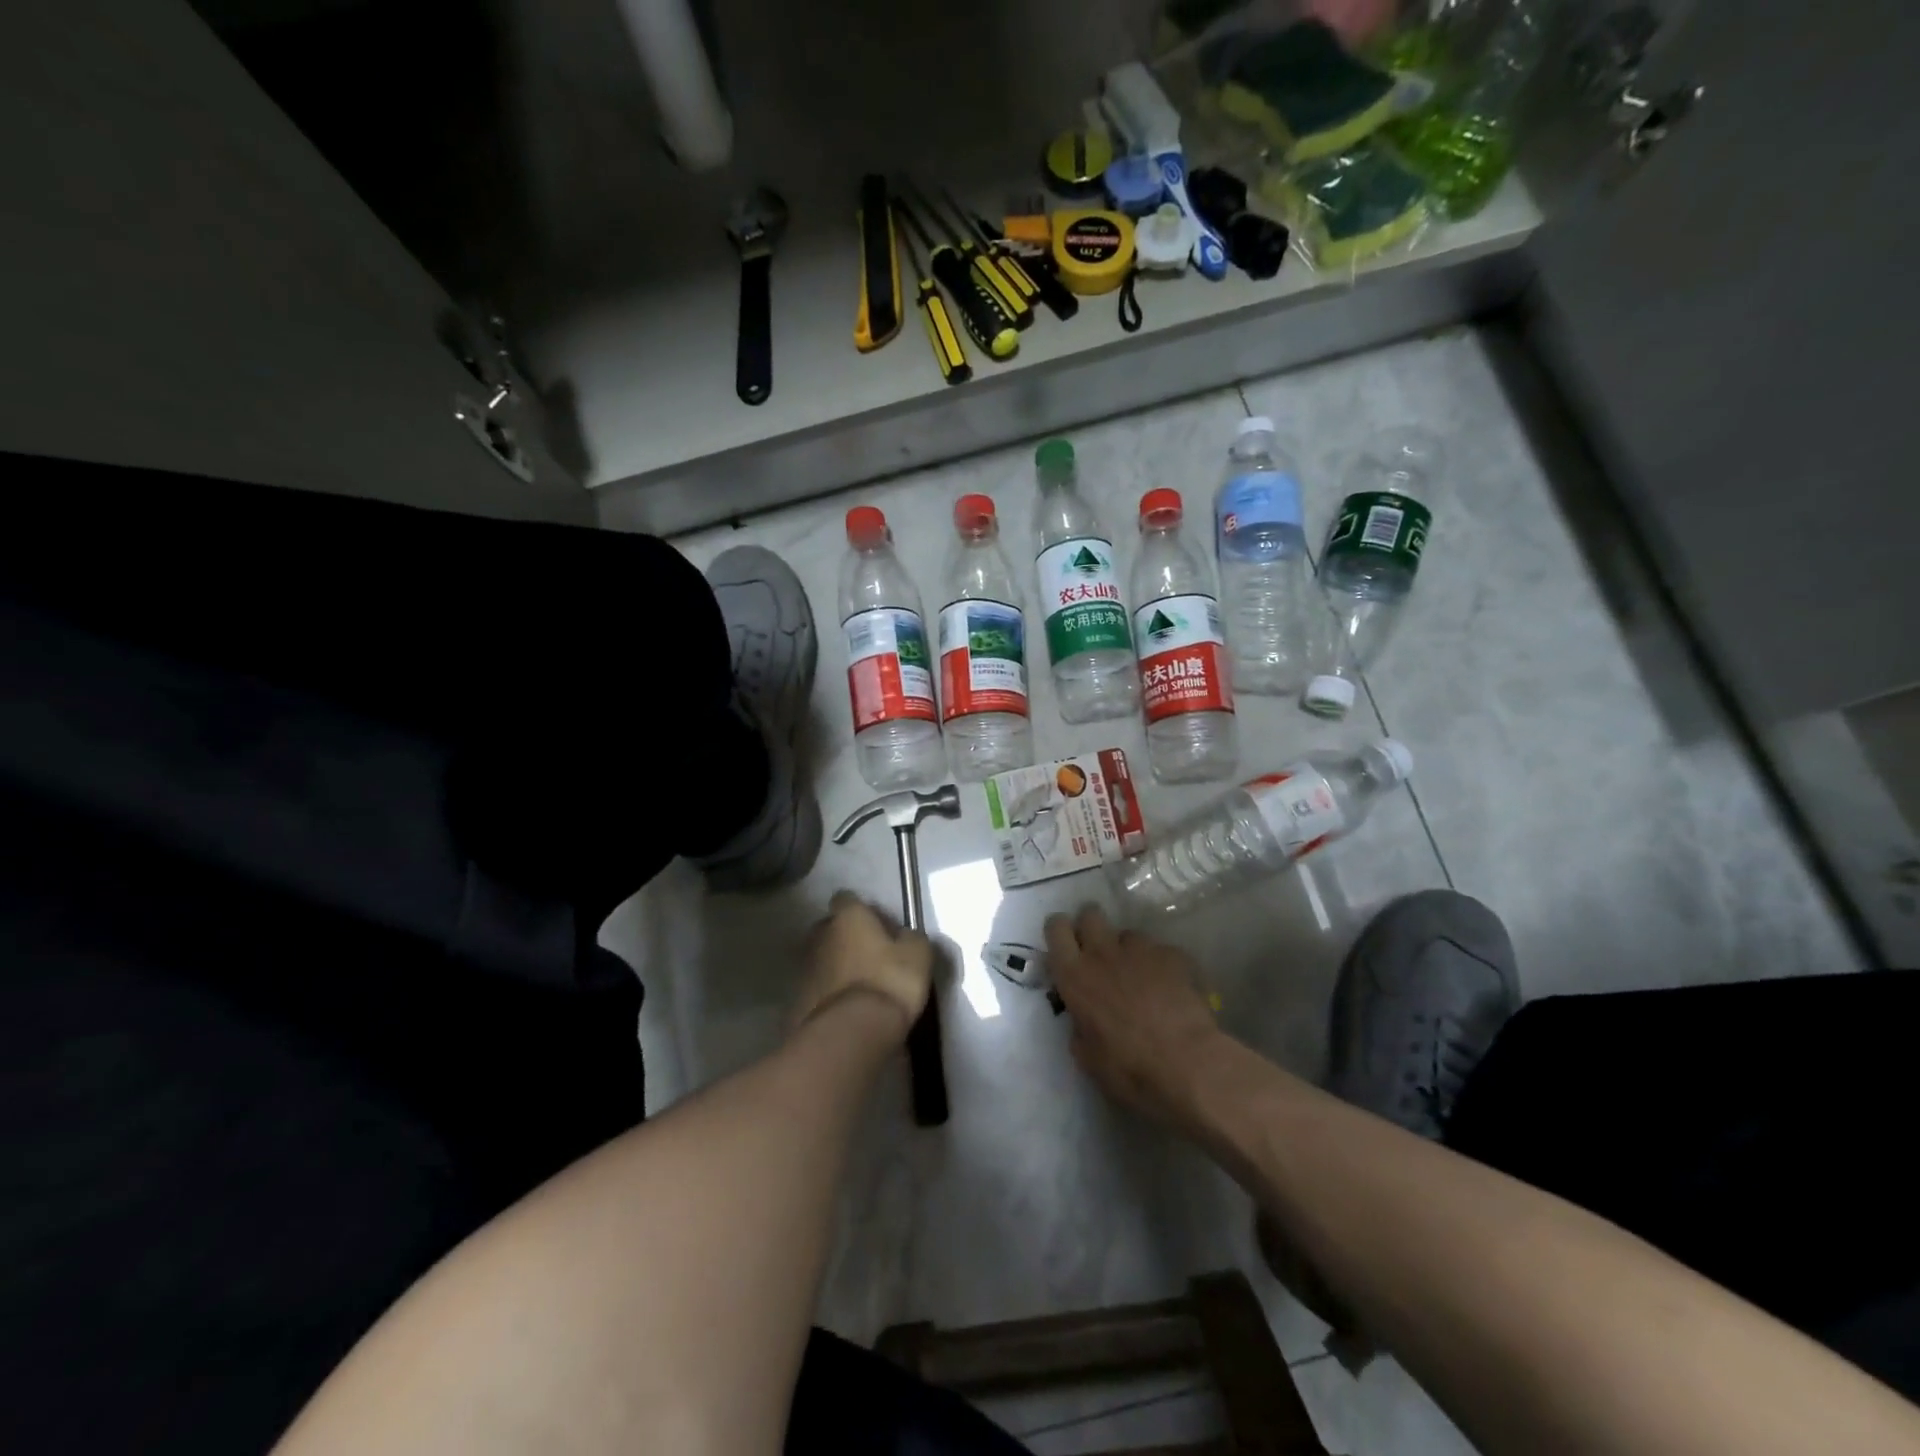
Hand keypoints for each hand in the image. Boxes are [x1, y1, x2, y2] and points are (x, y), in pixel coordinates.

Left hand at [792, 891, 932, 1042]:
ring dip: (836, 966)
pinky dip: (828, 993)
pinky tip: (846, 1009)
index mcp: (847, 917)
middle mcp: (820, 935)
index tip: (879, 926)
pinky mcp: (796, 999)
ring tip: (859, 986)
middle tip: (870, 955)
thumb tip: (904, 936)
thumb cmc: (889, 982)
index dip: (863, 910)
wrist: (850, 1033)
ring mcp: (804, 967)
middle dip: (846, 937)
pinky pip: (816, 988)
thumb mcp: (918, 955)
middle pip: (830, 927)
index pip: (847, 899)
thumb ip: (910, 937)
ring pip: (821, 958)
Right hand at [1045, 906, 1222, 1126]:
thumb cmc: (1129, 1069)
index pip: (1056, 928)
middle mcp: (1103, 953)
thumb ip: (1079, 1026)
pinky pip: (1161, 952)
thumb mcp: (1087, 1057)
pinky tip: (1172, 991)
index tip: (1067, 948)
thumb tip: (1084, 1019)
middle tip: (1099, 955)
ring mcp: (1141, 950)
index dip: (1060, 932)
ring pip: (1128, 934)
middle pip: (1090, 914)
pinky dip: (1162, 967)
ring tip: (1142, 979)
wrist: (1187, 1065)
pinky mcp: (1173, 955)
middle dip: (1092, 928)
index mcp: (1075, 976)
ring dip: (1129, 952)